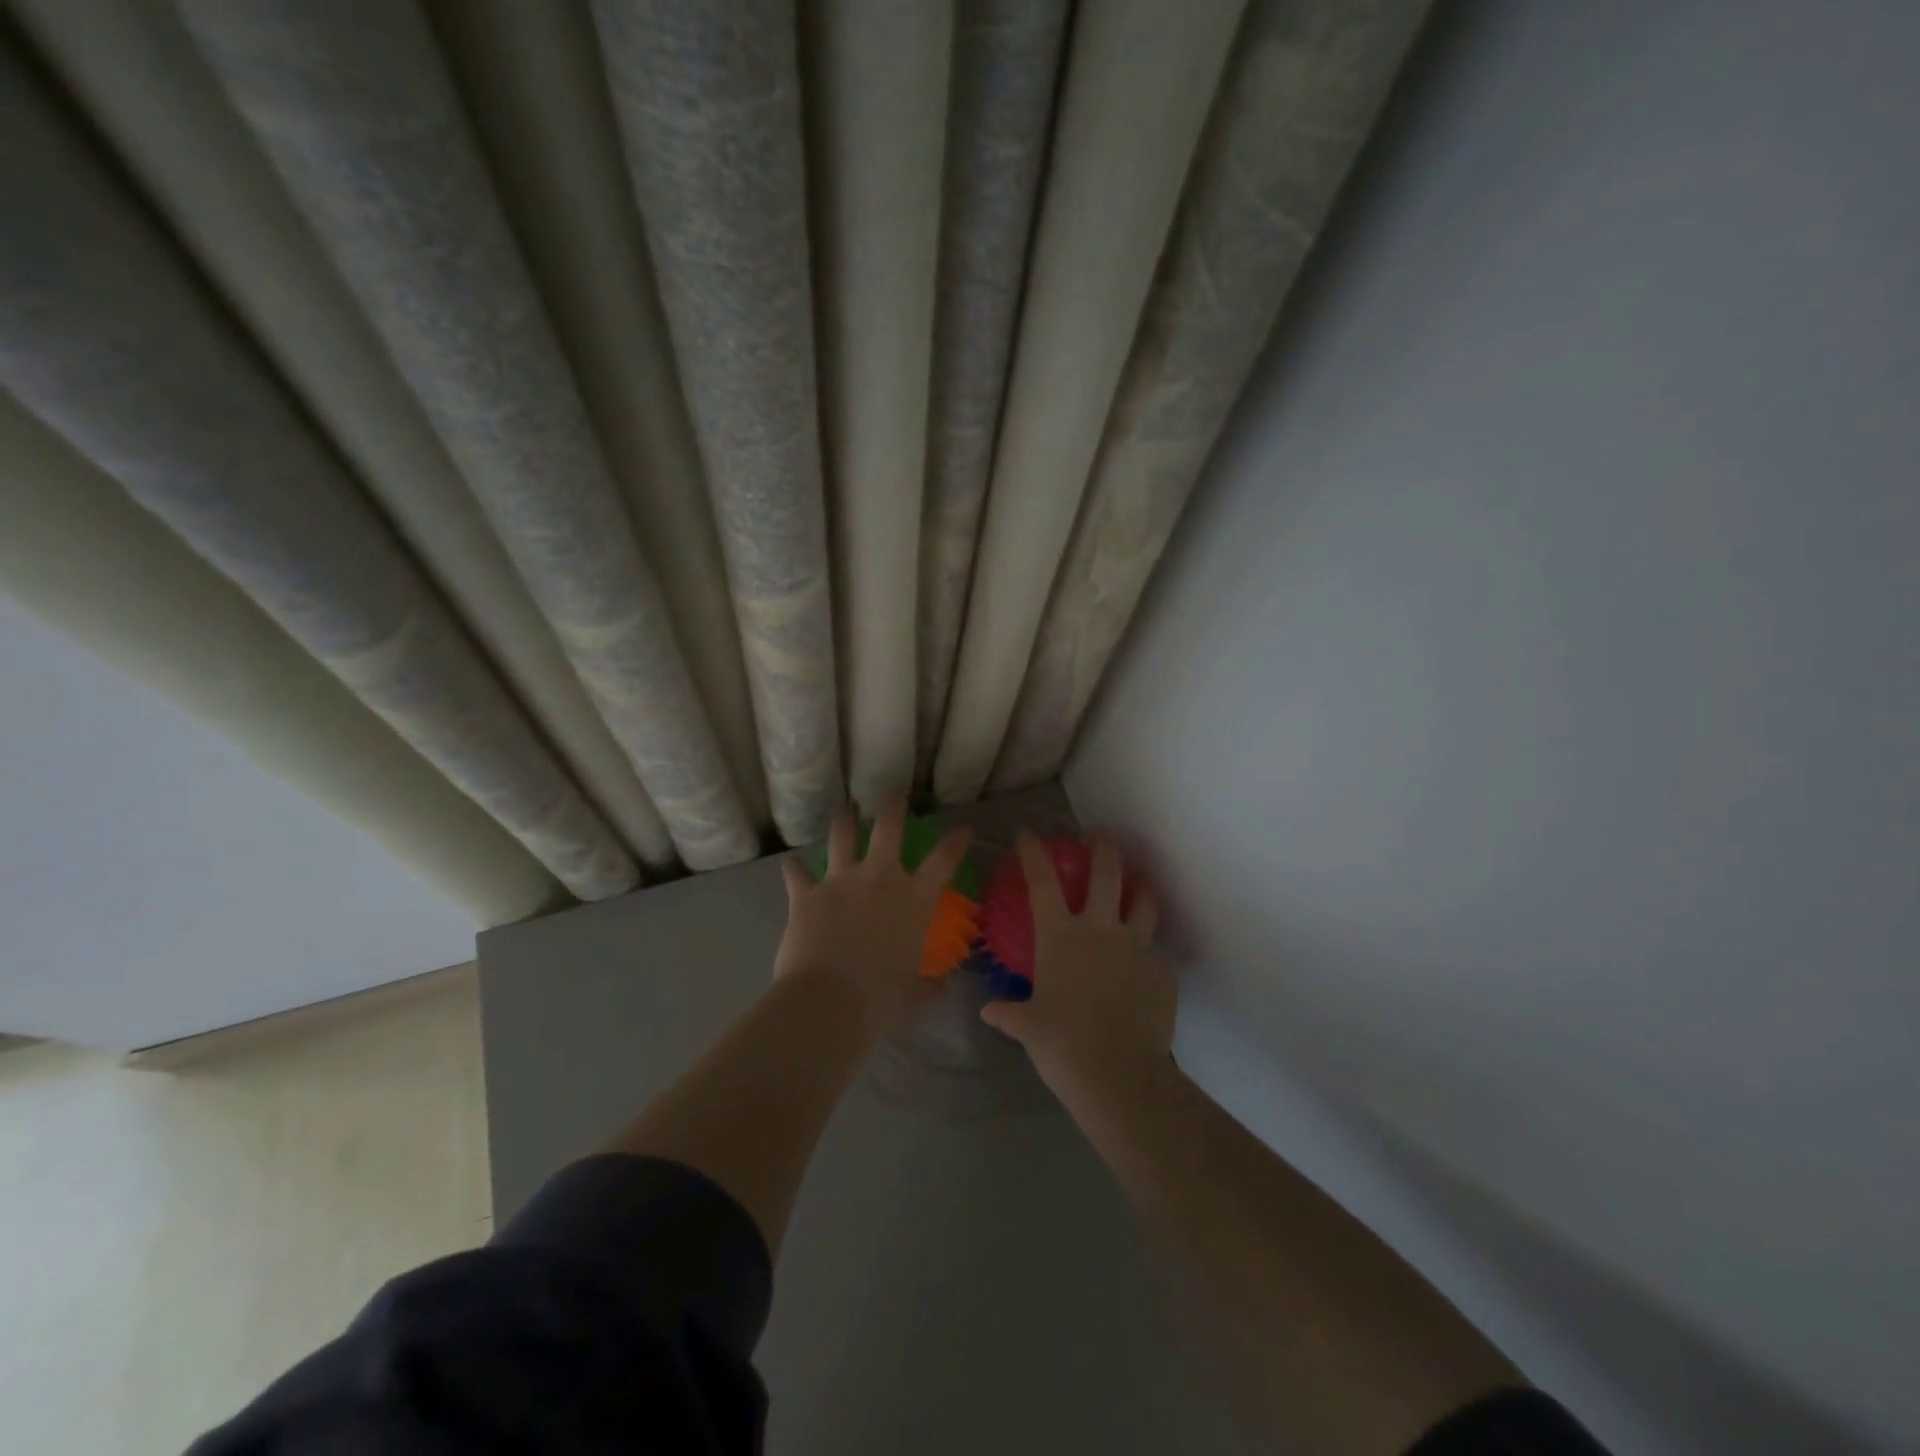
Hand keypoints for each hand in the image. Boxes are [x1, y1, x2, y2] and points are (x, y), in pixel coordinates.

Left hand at [777, 795, 972, 1042]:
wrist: (827, 1005)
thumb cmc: (880, 1002)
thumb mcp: (915, 996)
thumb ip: (931, 985)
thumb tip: (944, 983)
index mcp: (913, 901)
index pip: (943, 860)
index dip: (956, 841)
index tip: (963, 828)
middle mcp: (879, 879)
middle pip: (888, 827)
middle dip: (893, 805)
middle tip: (894, 792)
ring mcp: (840, 882)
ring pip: (842, 836)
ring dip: (844, 820)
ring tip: (845, 810)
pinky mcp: (806, 895)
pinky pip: (797, 874)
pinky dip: (794, 870)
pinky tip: (791, 865)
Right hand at [981, 833, 1172, 1097]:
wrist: (1117, 1073)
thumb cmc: (1061, 1044)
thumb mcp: (1028, 1027)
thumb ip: (1010, 1013)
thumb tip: (989, 1011)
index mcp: (1060, 936)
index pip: (1042, 882)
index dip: (1033, 853)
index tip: (1028, 834)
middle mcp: (1099, 929)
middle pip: (1106, 872)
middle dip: (1103, 848)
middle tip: (1101, 838)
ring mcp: (1136, 946)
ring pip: (1145, 900)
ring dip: (1141, 885)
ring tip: (1140, 881)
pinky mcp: (1162, 970)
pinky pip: (1156, 952)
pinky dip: (1149, 952)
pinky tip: (1146, 966)